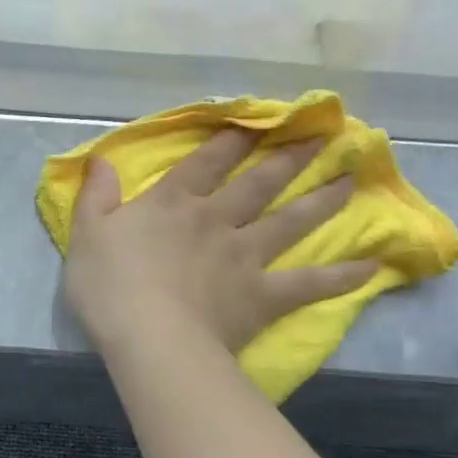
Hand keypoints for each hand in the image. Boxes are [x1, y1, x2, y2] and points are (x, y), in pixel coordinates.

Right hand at [63, 129, 375, 356]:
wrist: (149, 338)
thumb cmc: (109, 287)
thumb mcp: (87, 235)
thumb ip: (96, 197)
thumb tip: (100, 160)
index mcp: (172, 204)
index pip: (207, 161)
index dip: (232, 138)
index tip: (260, 118)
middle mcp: (215, 220)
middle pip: (259, 183)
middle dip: (290, 157)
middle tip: (326, 136)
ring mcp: (244, 257)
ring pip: (289, 222)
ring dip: (321, 200)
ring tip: (350, 180)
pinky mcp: (262, 296)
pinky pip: (308, 284)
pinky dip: (340, 277)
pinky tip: (371, 267)